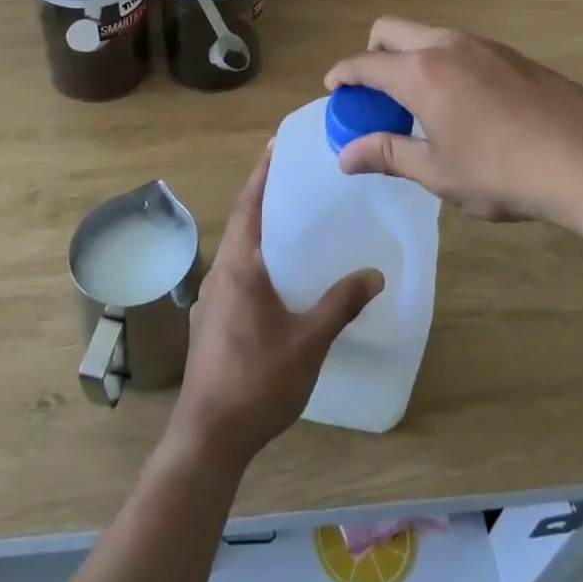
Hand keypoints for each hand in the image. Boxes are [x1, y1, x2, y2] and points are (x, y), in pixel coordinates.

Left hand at [170, 145, 381, 467]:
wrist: (208, 436)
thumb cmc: (258, 381)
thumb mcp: (308, 342)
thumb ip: (340, 304)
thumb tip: (374, 273)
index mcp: (239, 268)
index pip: (249, 205)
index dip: (262, 173)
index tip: (275, 145)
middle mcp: (219, 275)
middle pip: (242, 223)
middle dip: (264, 197)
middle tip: (296, 178)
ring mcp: (210, 300)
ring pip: (238, 251)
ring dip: (260, 230)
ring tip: (294, 222)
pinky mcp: (211, 322)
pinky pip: (237, 275)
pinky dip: (257, 260)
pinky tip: (279, 278)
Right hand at [324, 18, 582, 229]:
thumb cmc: (504, 172)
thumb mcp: (438, 172)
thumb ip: (388, 154)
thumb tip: (345, 156)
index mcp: (420, 72)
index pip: (365, 63)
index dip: (342, 75)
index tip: (333, 90)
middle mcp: (447, 45)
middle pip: (391, 31)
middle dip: (372, 55)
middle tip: (374, 95)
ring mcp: (484, 45)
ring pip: (428, 36)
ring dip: (410, 59)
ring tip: (420, 105)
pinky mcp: (514, 56)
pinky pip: (461, 48)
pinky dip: (442, 65)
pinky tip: (464, 106)